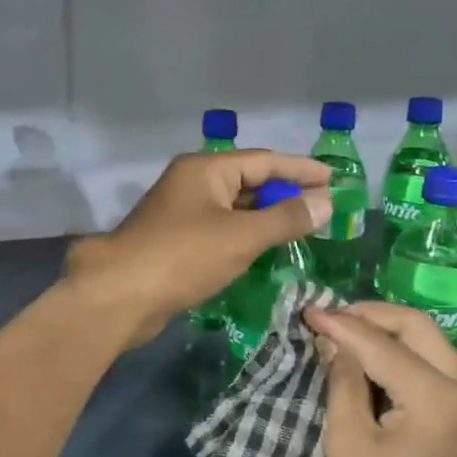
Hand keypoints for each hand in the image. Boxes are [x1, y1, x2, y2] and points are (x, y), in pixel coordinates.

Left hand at [62, 150, 331, 349]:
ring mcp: (181, 213)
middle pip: (249, 182)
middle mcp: (192, 183)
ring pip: (234, 209)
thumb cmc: (184, 256)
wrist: (121, 295)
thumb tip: (326, 201)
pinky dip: (246, 236)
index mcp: (205, 169)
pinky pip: (221, 230)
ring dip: (266, 218)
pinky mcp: (176, 241)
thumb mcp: (242, 236)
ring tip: (304, 228)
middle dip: (285, 195)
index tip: (335, 180)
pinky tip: (267, 250)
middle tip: (324, 208)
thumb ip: (286, 218)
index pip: (264, 161)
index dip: (301, 170)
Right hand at [306, 302, 456, 456]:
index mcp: (436, 397)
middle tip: (331, 318)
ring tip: (348, 334)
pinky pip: (441, 363)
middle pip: (417, 325)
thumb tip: (334, 343)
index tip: (307, 311)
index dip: (340, 324)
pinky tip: (378, 361)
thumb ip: (343, 386)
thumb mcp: (350, 448)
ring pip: (432, 340)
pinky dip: (408, 353)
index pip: (380, 344)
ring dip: (390, 331)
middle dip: (371, 314)